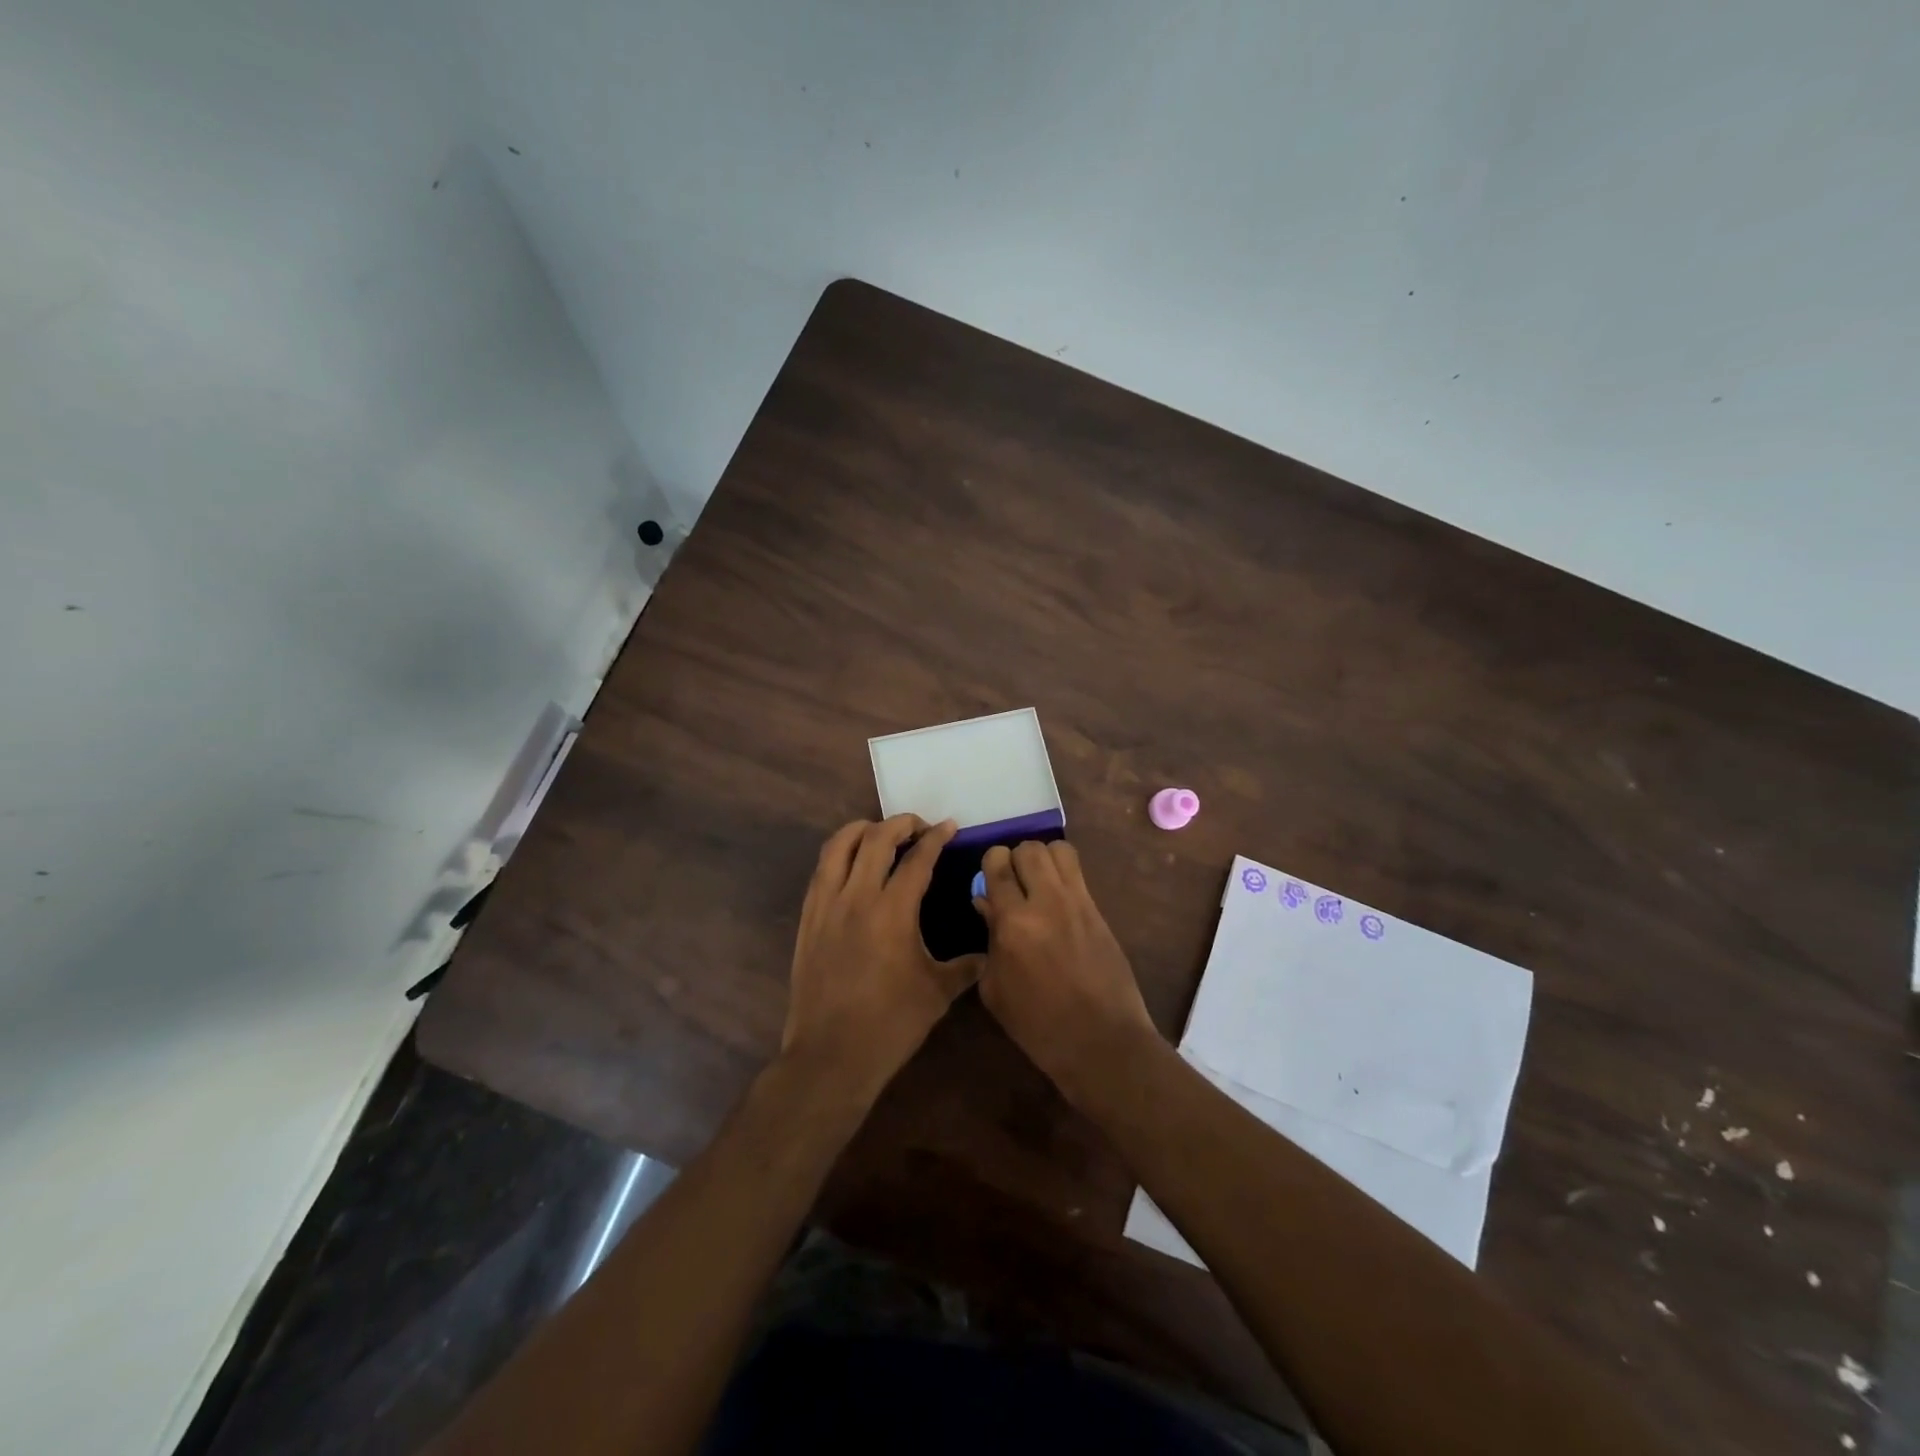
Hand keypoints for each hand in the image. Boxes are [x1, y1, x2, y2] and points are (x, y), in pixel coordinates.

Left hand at [781, 816, 979, 1106]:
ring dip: (863, 829)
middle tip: (920, 828)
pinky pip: (821, 870)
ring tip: (882, 833)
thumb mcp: (938, 993)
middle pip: (876, 838)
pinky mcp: (807, 918)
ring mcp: (826, 905)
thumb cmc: (891, 1024)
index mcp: (893, 911)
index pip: (917, 859)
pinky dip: (839, 854)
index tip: (949, 827)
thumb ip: (966, 966)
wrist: (831, 1055)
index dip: (936, 838)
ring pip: (839, 845)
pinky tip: (852, 864)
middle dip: (901, 823)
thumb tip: (988, 952)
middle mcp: (857, 897)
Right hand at [973, 840, 1159, 1104]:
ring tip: (1038, 883)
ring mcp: (1078, 902)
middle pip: (1029, 848)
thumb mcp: (996, 989)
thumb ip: (989, 938)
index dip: (991, 864)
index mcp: (1014, 922)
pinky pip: (1078, 872)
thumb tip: (986, 903)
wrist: (1101, 1041)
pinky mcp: (1099, 910)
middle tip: (1013, 882)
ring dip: (1043, 859)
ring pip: (1058, 849)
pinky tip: (1057, 900)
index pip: (998, 863)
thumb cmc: (1038, 1025)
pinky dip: (1063, 874)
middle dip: (1016, 858)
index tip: (990, 881)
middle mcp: (1046, 901)